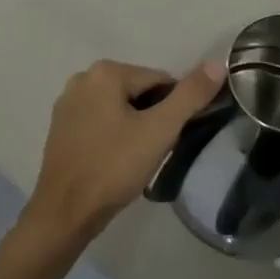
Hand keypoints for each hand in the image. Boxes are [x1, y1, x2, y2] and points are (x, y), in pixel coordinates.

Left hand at [22, 59, 227, 248]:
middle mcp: (83, 78)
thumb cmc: (113, 167)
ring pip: (120, 107)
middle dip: (153, 117)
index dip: (173, 110)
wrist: (64, 215)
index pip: (160, 81)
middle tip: (153, 151)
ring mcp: (68, 103)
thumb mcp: (159, 130)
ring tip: (135, 160)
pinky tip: (115, 162)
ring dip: (134, 127)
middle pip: (138, 91)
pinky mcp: (61, 127)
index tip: (171, 138)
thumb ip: (190, 95)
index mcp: (105, 72)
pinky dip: (113, 135)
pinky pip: (100, 121)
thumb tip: (218, 63)